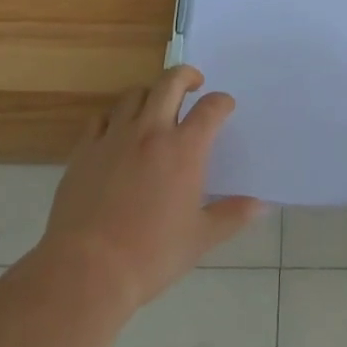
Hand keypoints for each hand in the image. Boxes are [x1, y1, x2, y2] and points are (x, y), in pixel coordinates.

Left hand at [40, 66, 263, 309]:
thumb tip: (261, 206)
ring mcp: (114, 137)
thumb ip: (232, 216)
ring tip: (156, 107)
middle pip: (170, 83)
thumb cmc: (151, 255)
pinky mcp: (85, 150)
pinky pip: (101, 118)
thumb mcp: (200, 239)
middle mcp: (151, 132)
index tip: (225, 107)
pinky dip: (115, 118)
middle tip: (194, 84)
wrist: (87, 270)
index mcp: (185, 149)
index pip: (211, 108)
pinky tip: (118, 133)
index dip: (222, 102)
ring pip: (134, 94)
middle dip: (186, 76)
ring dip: (150, 94)